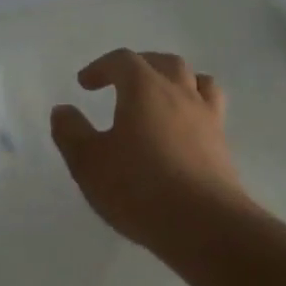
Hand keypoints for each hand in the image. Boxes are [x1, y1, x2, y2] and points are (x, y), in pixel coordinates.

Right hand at [50, 48, 252, 248]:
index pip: (123, 61)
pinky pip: (212, 109)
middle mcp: (180, 93)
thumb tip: (63, 110)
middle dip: (141, 65)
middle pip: (164, 62)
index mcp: (145, 88)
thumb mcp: (89, 163)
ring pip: (197, 81)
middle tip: (123, 81)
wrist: (204, 224)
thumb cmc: (139, 188)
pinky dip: (196, 107)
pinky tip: (185, 129)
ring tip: (164, 95)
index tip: (85, 84)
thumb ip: (71, 132)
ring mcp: (207, 117)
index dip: (101, 67)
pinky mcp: (223, 145)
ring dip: (177, 80)